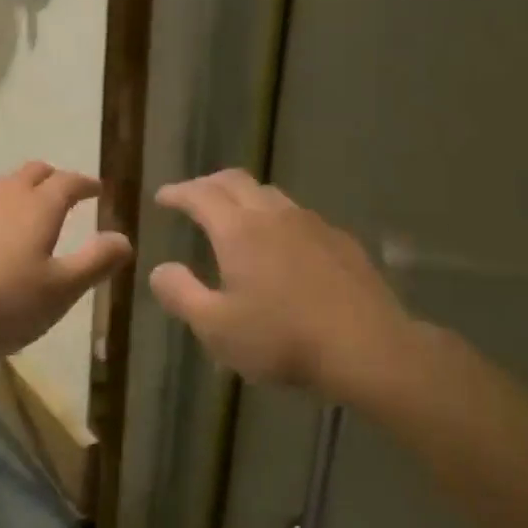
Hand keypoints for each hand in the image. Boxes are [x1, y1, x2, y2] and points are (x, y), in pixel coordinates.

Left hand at [0, 162, 133, 363]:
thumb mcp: (58, 291)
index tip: (97, 189)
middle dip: (52, 178)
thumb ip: (94, 263)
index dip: (86, 184)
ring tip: (25, 214)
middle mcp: (3, 197)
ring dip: (18, 192)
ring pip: (0, 187)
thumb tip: (125, 239)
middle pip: (32, 173)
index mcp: (38, 208)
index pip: (68, 182)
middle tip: (63, 193)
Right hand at [149, 169, 415, 402]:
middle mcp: (273, 214)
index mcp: (238, 230)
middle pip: (235, 181)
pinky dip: (275, 216)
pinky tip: (282, 243)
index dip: (178, 192)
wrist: (367, 347)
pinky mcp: (339, 239)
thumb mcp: (217, 328)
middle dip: (208, 184)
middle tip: (193, 196)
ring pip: (269, 194)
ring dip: (244, 196)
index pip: (200, 195)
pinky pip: (298, 215)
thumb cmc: (283, 339)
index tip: (163, 196)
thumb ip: (181, 294)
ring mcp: (311, 223)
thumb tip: (159, 269)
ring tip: (234, 215)